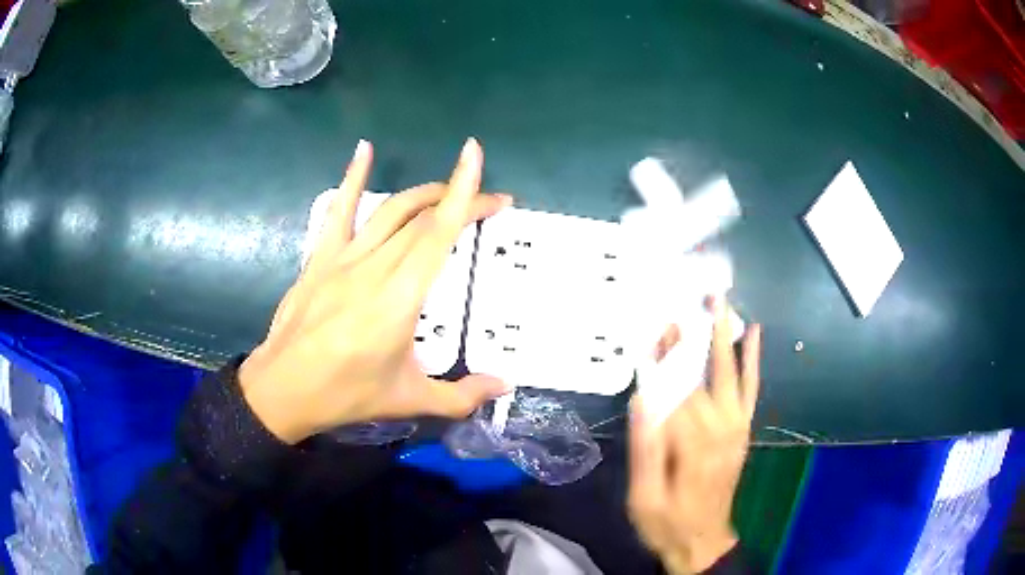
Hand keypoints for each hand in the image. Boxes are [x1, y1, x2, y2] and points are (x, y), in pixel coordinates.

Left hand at [239, 138, 511, 443]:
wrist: (283, 389)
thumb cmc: (346, 394)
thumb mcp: (409, 400)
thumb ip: (462, 396)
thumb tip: (504, 386)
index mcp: (399, 298)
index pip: (437, 233)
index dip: (462, 193)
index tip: (476, 157)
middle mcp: (373, 267)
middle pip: (422, 218)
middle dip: (459, 200)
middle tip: (490, 205)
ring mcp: (343, 258)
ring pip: (390, 210)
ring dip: (424, 194)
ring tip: (448, 191)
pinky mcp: (321, 258)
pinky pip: (339, 210)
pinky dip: (353, 176)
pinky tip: (364, 149)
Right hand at [628, 297, 761, 574]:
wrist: (702, 540)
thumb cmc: (666, 521)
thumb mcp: (643, 495)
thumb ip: (646, 448)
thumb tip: (642, 398)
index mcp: (692, 446)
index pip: (676, 392)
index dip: (665, 361)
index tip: (656, 330)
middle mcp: (721, 430)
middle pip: (703, 376)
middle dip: (691, 340)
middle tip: (684, 303)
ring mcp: (737, 428)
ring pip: (731, 374)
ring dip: (725, 337)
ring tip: (720, 303)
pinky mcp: (743, 430)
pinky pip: (750, 390)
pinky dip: (753, 361)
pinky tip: (753, 334)